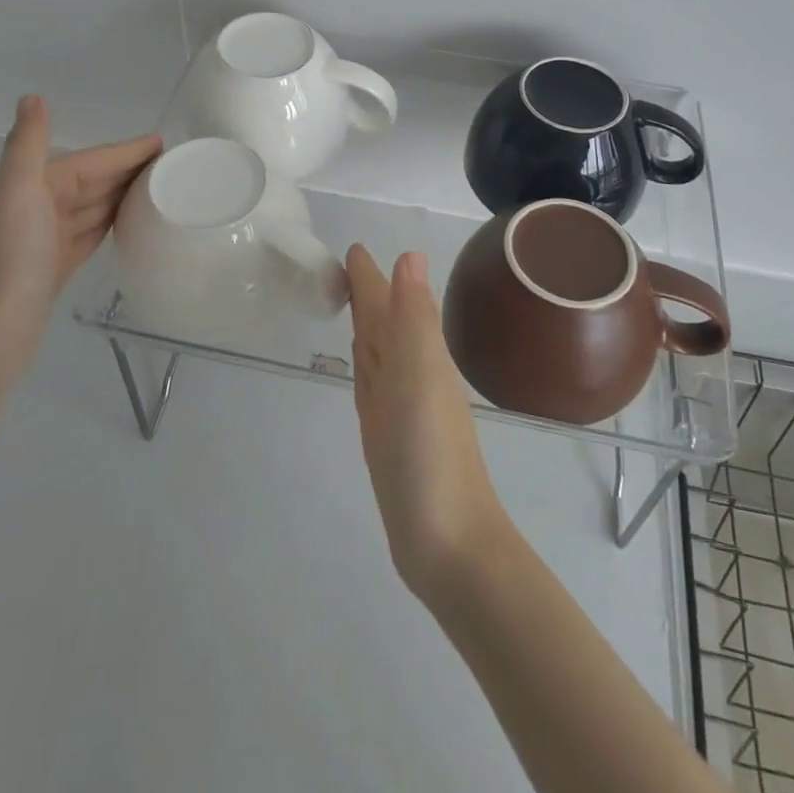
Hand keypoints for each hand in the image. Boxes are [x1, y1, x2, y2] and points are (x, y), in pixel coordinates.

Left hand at [0, 95, 159, 380]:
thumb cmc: (7, 261)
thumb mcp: (17, 194)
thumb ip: (27, 146)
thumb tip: (31, 96)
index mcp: (31, 186)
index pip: (89, 161)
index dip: (124, 151)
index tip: (164, 143)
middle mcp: (37, 208)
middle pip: (93, 181)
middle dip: (128, 169)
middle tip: (174, 165)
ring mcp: (46, 240)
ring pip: (93, 207)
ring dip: (123, 194)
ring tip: (161, 188)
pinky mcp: (55, 268)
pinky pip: (90, 234)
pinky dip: (110, 223)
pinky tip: (129, 223)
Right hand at [348, 246, 514, 605]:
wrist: (448, 543)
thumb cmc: (431, 454)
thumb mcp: (420, 375)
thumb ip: (413, 317)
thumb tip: (410, 254)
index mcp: (419, 353)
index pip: (389, 302)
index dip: (371, 277)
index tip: (352, 249)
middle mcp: (411, 373)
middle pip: (383, 322)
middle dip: (367, 293)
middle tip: (344, 267)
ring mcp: (399, 406)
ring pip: (378, 350)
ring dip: (367, 324)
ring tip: (352, 302)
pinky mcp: (387, 435)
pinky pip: (372, 384)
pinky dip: (365, 364)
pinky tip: (362, 359)